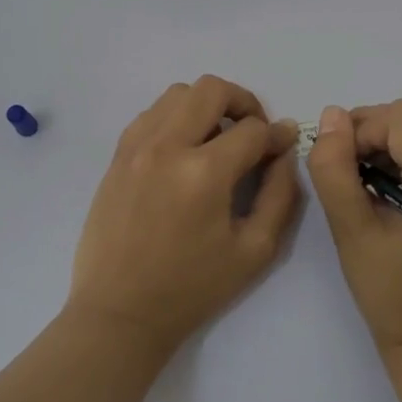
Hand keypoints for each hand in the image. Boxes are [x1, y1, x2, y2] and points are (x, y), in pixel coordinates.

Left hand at [68, 75, 301, 354]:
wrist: (120, 311)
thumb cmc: (192, 288)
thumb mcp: (255, 250)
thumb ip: (281, 194)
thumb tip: (284, 150)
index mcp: (204, 173)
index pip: (252, 130)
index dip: (276, 135)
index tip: (283, 146)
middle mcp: (167, 146)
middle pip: (211, 90)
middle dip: (243, 103)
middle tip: (252, 132)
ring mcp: (136, 147)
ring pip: (177, 93)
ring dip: (206, 106)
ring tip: (217, 139)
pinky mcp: (117, 156)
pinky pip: (150, 114)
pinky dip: (174, 117)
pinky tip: (183, 148)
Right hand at [306, 100, 401, 352]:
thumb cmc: (389, 292)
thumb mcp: (351, 230)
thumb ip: (335, 169)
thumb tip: (331, 116)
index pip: (401, 118)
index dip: (361, 131)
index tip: (338, 167)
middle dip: (373, 135)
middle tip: (348, 175)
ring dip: (388, 147)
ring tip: (367, 187)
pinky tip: (390, 194)